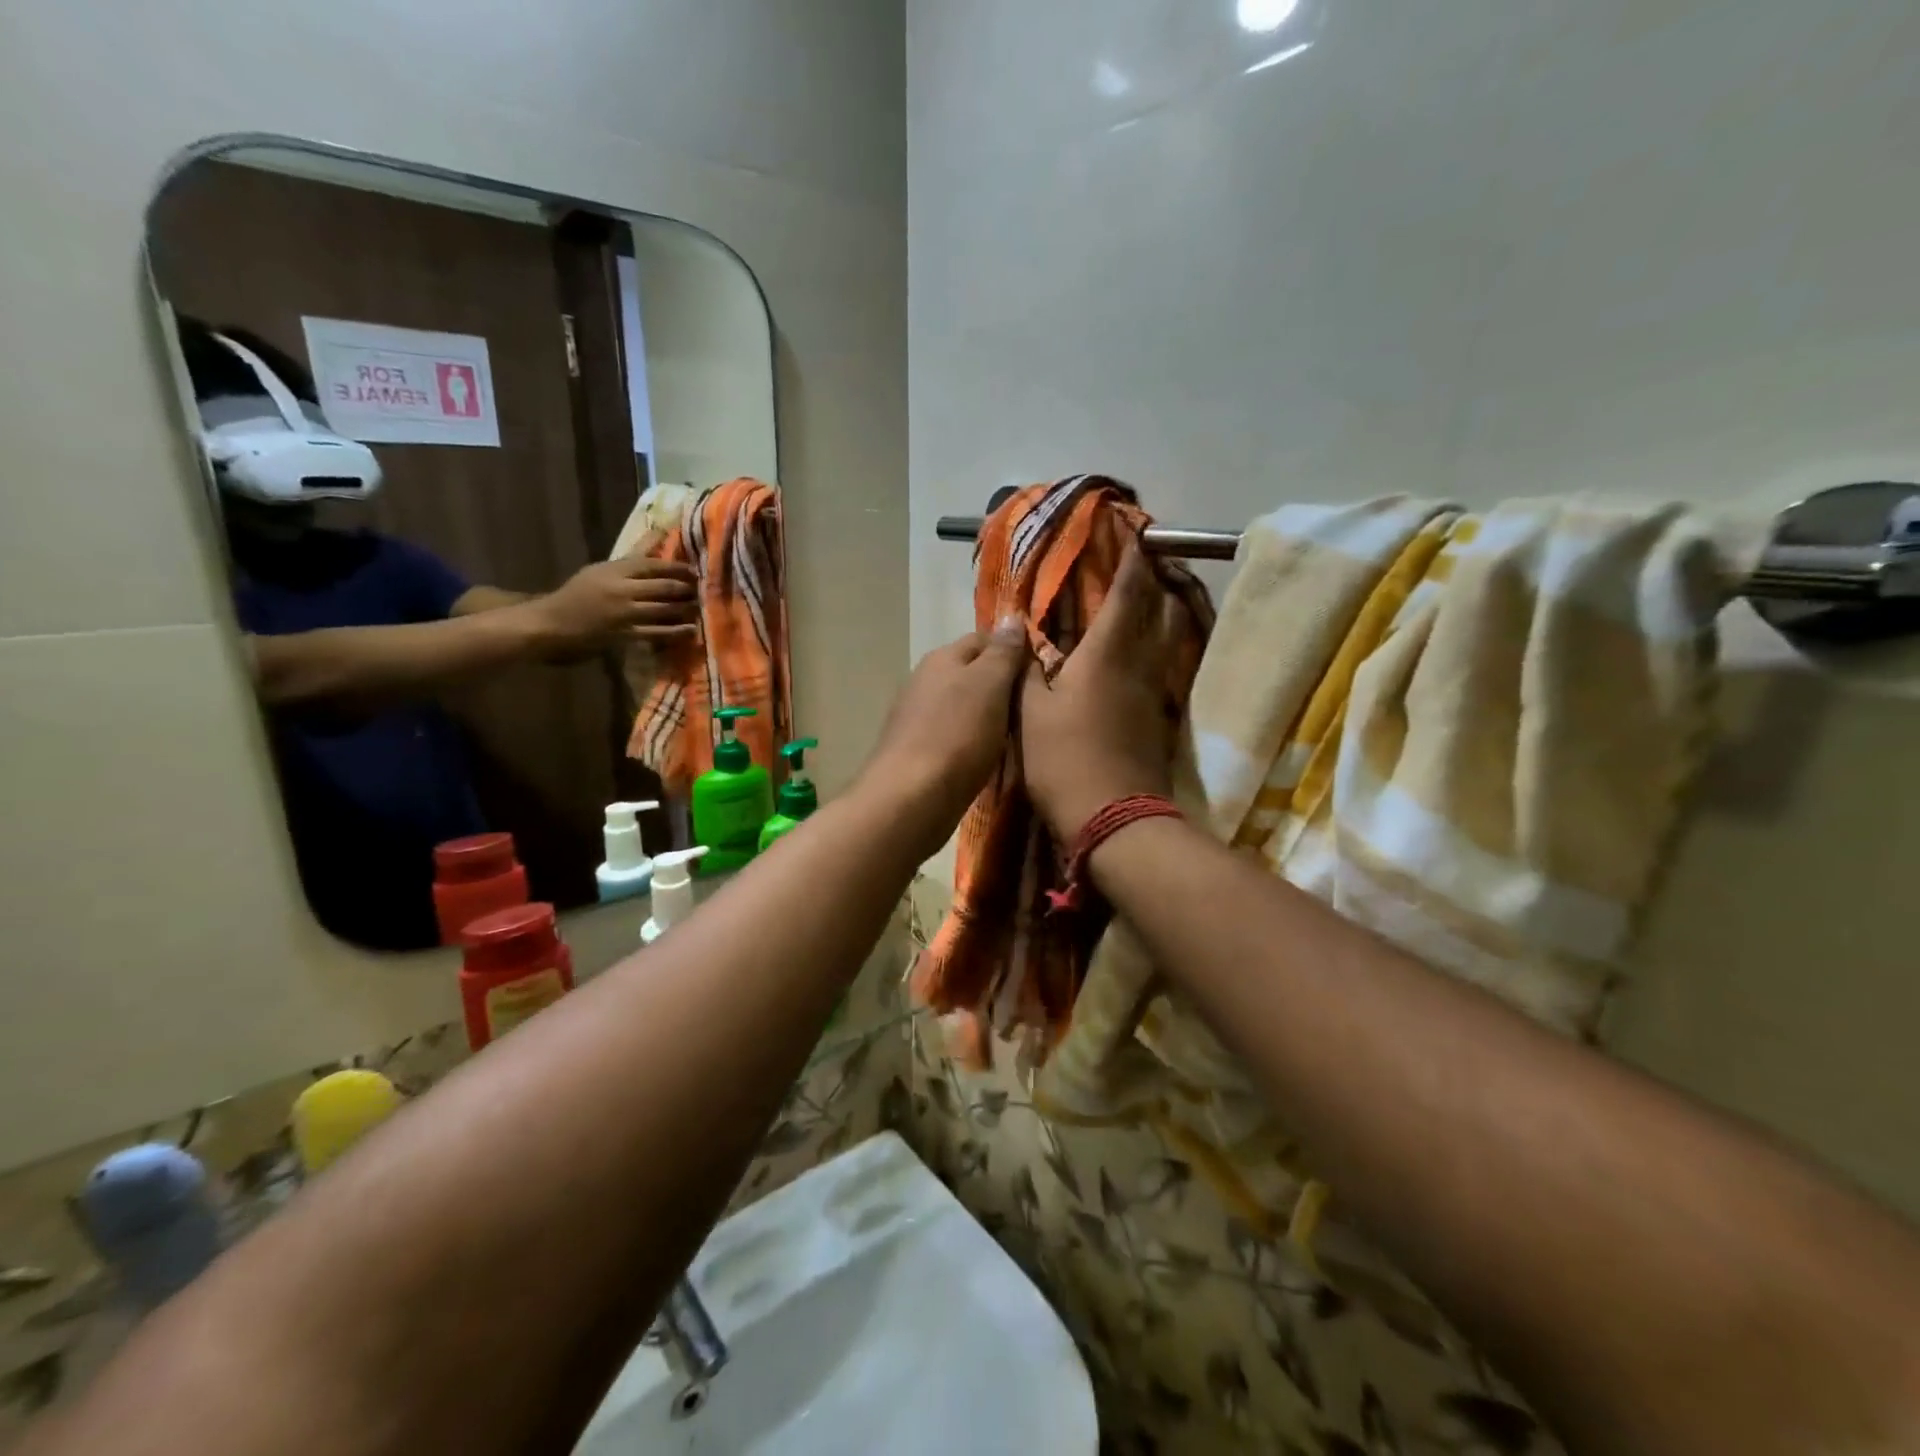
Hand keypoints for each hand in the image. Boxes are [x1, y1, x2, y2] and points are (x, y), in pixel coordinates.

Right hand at [526, 549, 698, 653]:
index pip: (653, 565)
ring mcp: (625, 613)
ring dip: (686, 609)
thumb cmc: (580, 593)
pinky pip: (658, 633)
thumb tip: (660, 534)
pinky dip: (677, 631)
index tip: (695, 570)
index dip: (678, 568)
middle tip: (702, 590)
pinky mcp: (626, 635)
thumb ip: (633, 556)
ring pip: (664, 609)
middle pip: (664, 587)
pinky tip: (691, 630)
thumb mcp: (603, 569)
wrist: (554, 622)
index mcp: (615, 569)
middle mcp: (622, 589)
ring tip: (700, 607)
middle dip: (687, 589)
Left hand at [859, 618, 1030, 851]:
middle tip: (1034, 706)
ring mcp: (916, 717)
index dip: (1014, 650)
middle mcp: (924, 680)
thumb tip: (1011, 618)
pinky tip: (986, 756)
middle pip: (971, 673)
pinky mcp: (916, 751)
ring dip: (986, 714)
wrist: (911, 797)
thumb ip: (1002, 652)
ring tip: (1016, 733)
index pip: (984, 639)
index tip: (1042, 672)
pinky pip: (952, 735)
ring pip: (961, 705)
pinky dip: (971, 740)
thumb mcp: (990, 685)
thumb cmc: (958, 735)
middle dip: (1000, 685)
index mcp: (942, 658)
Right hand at [1021, 540, 1182, 840]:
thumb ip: (1026, 671)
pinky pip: (1164, 666)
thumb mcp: (1030, 714)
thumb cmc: (1065, 760)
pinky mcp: (1160, 719)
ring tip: (1156, 595)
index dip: (1132, 560)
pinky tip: (1145, 652)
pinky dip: (1160, 646)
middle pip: (1162, 610)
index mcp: (1106, 655)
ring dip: (1167, 610)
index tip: (1136, 532)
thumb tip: (1021, 638)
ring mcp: (1155, 693)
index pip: (1127, 594)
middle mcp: (1139, 665)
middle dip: (1159, 579)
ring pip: (1170, 638)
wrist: (1115, 819)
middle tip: (1152, 559)